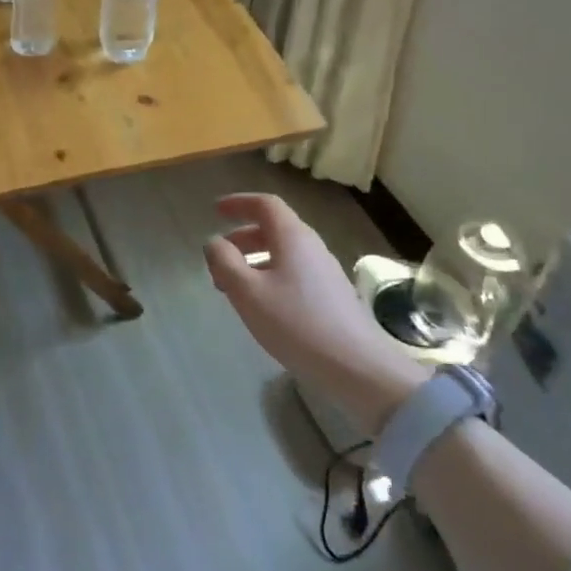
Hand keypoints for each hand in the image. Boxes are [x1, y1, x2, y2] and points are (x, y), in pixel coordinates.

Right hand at [203, 193, 427, 428]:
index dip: (239, 203)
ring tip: (233, 286)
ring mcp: (325, 272)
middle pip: (274, 228)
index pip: (265, 204)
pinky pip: (294, 272)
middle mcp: (311, 247)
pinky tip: (262, 305)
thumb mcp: (247, 292)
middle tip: (219, 257)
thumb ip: (224, 261)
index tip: (216, 210)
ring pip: (284, 253)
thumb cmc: (295, 323)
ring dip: (255, 260)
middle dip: (242, 237)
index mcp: (292, 237)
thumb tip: (214, 242)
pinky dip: (271, 276)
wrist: (356, 367)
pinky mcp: (332, 296)